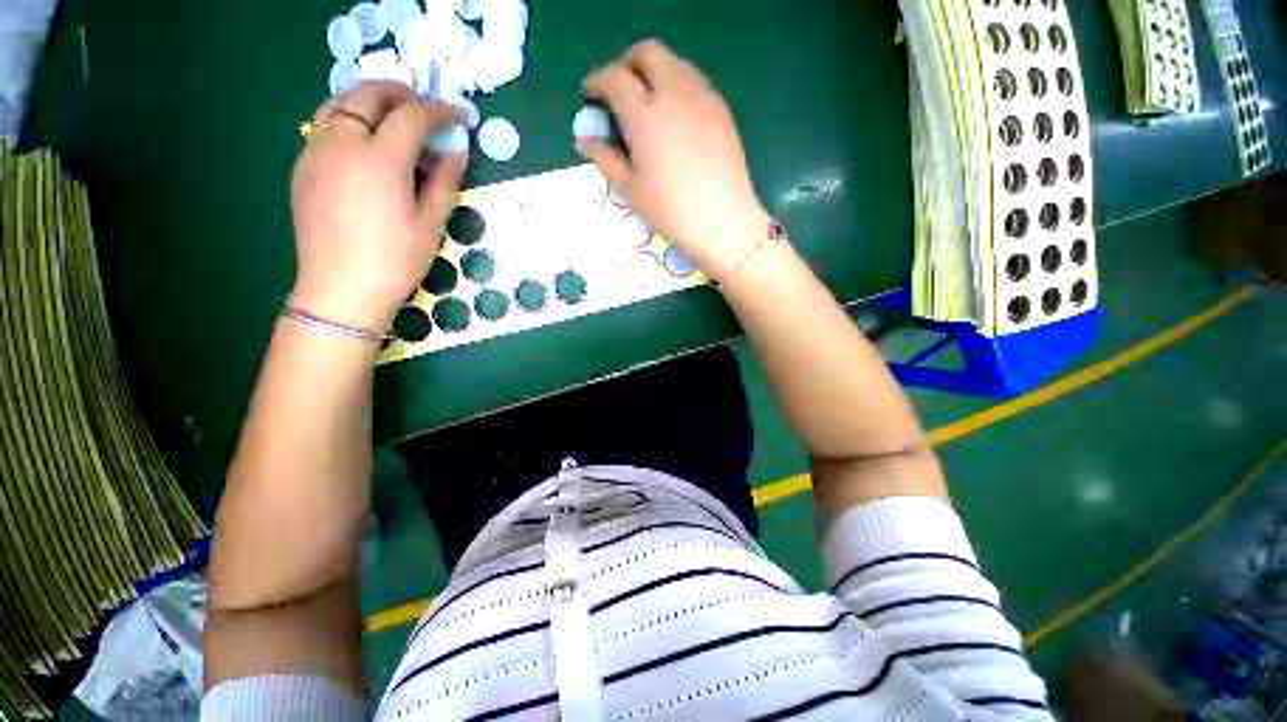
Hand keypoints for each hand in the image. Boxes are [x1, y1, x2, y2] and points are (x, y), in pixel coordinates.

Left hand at [289, 82, 466, 332]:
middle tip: (425, 111)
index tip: (459, 118)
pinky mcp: (302, 167)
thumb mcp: (431, 225)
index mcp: (380, 160)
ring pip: (340, 104)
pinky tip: (366, 149)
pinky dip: (350, 123)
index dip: (440, 111)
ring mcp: (316, 153)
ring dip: (371, 104)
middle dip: (402, 94)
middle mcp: (343, 144)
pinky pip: (325, 127)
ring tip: (394, 123)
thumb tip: (456, 153)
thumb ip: (443, 182)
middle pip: (368, 95)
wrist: (341, 289)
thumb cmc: (395, 261)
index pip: (413, 116)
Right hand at [578, 39, 772, 277]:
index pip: (614, 77)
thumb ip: (606, 158)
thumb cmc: (671, 210)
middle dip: (627, 64)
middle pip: (647, 52)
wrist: (723, 220)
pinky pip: (694, 81)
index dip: (597, 81)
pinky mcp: (721, 109)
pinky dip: (677, 86)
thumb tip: (585, 140)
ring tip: (648, 105)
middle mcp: (673, 94)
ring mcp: (702, 98)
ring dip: (654, 72)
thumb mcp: (631, 189)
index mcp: (644, 115)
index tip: (591, 95)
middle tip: (620, 92)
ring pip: (674, 62)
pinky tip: (675, 118)